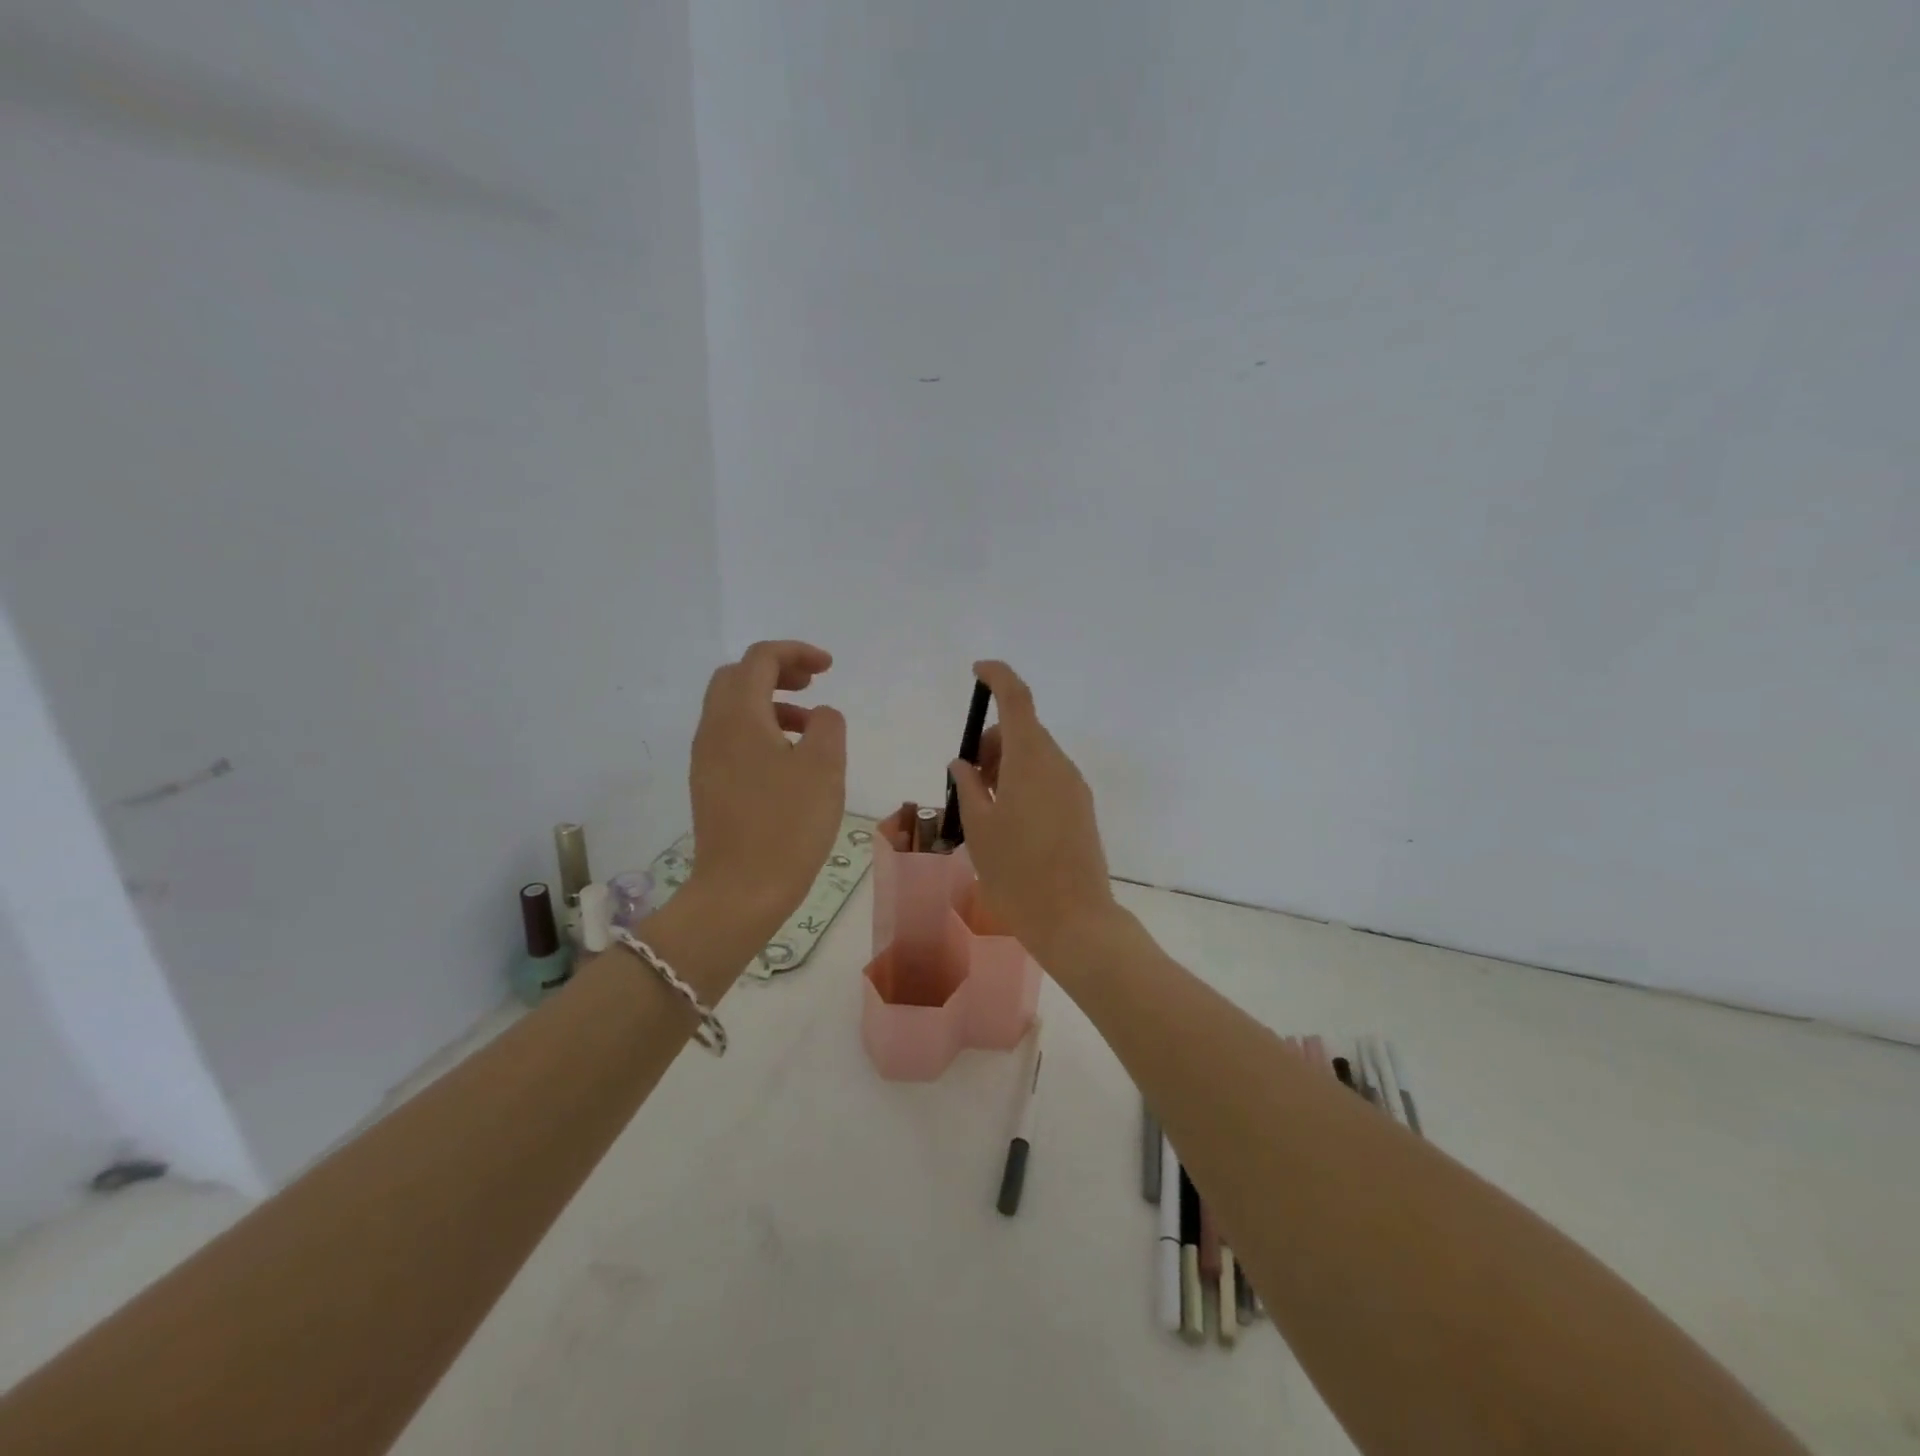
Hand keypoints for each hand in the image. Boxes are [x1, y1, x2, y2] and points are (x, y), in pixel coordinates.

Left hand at [687, 641, 846, 932]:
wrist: (740, 891)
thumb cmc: (787, 825)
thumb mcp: (824, 767)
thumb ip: (827, 725)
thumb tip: (819, 715)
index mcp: (738, 716)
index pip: (760, 659)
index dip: (796, 653)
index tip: (829, 668)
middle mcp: (713, 729)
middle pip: (737, 677)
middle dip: (776, 671)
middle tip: (812, 685)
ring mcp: (706, 759)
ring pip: (733, 709)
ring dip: (770, 702)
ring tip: (809, 726)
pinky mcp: (709, 785)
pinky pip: (732, 738)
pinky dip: (760, 730)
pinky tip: (788, 760)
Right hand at [947, 661, 1117, 964]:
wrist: (1074, 919)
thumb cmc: (1017, 872)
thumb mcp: (978, 828)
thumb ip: (968, 786)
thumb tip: (964, 762)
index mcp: (1031, 759)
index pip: (1016, 698)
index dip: (997, 677)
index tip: (977, 672)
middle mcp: (1058, 764)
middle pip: (1023, 730)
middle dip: (991, 741)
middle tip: (967, 778)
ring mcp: (1074, 787)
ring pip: (1035, 756)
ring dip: (1006, 764)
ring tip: (984, 807)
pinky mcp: (1081, 809)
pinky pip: (1048, 778)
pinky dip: (1024, 781)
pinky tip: (1008, 820)